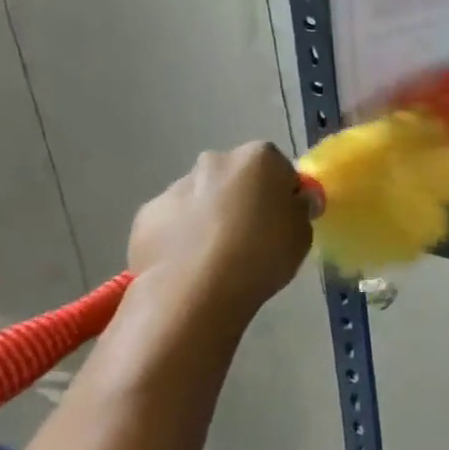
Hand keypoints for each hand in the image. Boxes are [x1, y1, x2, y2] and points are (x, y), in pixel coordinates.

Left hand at [128, 142, 311, 319]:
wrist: (195, 291)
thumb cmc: (262, 256)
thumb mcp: (302, 235)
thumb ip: (299, 211)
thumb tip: (295, 202)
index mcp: (258, 158)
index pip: (279, 168)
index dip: (283, 195)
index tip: (284, 221)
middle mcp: (215, 161)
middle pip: (236, 177)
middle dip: (243, 198)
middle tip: (252, 237)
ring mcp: (176, 186)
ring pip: (202, 197)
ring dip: (210, 216)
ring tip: (217, 257)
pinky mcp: (146, 215)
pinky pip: (173, 221)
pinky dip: (181, 236)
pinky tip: (189, 265)